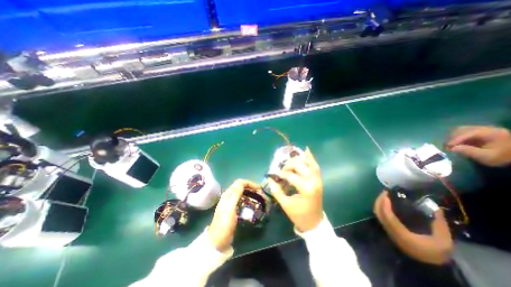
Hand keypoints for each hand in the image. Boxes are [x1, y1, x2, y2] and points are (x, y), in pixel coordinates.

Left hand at [208, 179, 259, 251]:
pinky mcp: (234, 210)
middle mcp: (229, 196)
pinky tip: (253, 205)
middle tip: (261, 194)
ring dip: (251, 194)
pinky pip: (242, 200)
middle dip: (252, 188)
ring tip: (259, 199)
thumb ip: (235, 194)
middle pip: (241, 187)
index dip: (250, 183)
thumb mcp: (229, 208)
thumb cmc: (224, 224)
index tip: (259, 189)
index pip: (240, 183)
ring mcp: (231, 203)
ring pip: (242, 193)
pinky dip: (249, 200)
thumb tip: (242, 182)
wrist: (218, 241)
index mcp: (228, 194)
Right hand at [268, 148, 322, 233]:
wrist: (314, 222)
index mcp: (305, 189)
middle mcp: (313, 181)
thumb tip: (270, 179)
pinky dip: (311, 158)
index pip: (291, 175)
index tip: (273, 174)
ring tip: (290, 159)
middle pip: (300, 165)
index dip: (281, 173)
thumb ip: (277, 191)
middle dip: (289, 165)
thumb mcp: (285, 204)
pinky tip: (306, 150)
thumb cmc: (299, 215)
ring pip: (309, 163)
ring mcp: (318, 180)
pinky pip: (315, 166)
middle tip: (282, 168)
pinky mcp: (319, 180)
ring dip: (299, 159)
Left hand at [375, 191, 452, 264]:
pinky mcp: (388, 230)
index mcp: (401, 233)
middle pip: (379, 213)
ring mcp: (387, 230)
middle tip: (385, 192)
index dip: (385, 205)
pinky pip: (380, 216)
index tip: (387, 195)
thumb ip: (440, 225)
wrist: (428, 265)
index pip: (388, 217)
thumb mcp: (444, 241)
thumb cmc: (435, 252)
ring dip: (379, 203)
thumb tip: (438, 209)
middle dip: (380, 201)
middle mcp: (390, 231)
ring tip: (385, 196)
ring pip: (378, 214)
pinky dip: (380, 208)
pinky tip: (386, 203)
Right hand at [446, 125, 510, 165]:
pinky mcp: (478, 131)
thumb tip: (452, 148)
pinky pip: (462, 131)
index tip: (447, 146)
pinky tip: (455, 143)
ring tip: (450, 145)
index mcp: (492, 132)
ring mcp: (482, 129)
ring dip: (452, 137)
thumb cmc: (502, 156)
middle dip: (452, 137)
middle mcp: (486, 128)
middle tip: (447, 146)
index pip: (469, 132)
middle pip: (462, 129)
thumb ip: (470, 152)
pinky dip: (455, 137)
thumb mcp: (487, 157)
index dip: (456, 139)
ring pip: (460, 130)